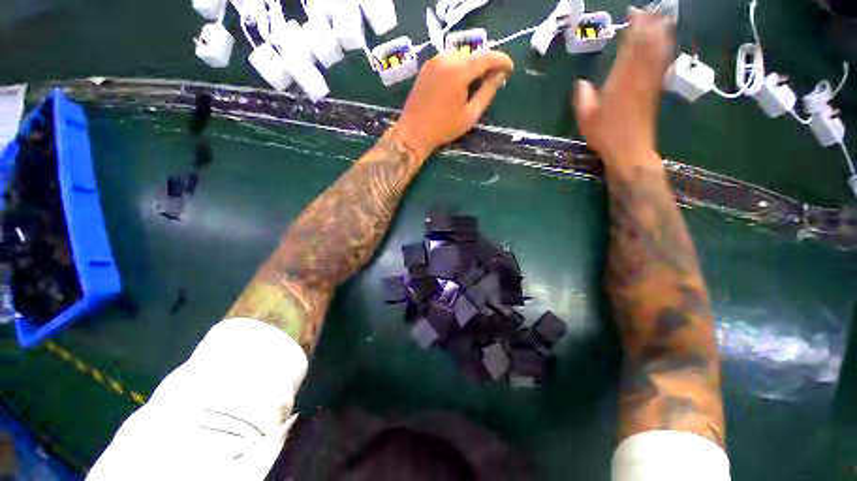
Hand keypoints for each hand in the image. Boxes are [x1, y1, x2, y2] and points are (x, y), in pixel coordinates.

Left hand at [393, 50, 514, 158]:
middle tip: (495, 78)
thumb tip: (500, 75)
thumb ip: (487, 92)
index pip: (487, 57)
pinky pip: (448, 60)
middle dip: (487, 64)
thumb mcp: (470, 114)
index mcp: (459, 70)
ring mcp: (434, 61)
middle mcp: (446, 58)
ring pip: (461, 56)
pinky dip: (459, 67)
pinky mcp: (426, 67)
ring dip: (473, 65)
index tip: (510, 69)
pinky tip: (461, 81)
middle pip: (474, 54)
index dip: (502, 61)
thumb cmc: (443, 128)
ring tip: (478, 81)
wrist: (413, 132)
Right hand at [573, 10, 673, 174]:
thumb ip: (583, 98)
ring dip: (660, 33)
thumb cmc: (605, 135)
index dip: (634, 27)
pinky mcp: (655, 91)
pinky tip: (665, 43)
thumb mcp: (586, 119)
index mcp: (620, 81)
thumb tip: (581, 83)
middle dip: (649, 25)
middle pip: (648, 45)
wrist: (630, 150)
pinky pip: (661, 65)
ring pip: (658, 52)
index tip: (633, 13)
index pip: (631, 47)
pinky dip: (664, 50)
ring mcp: (649, 84)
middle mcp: (638, 77)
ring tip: (661, 18)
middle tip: (648, 9)